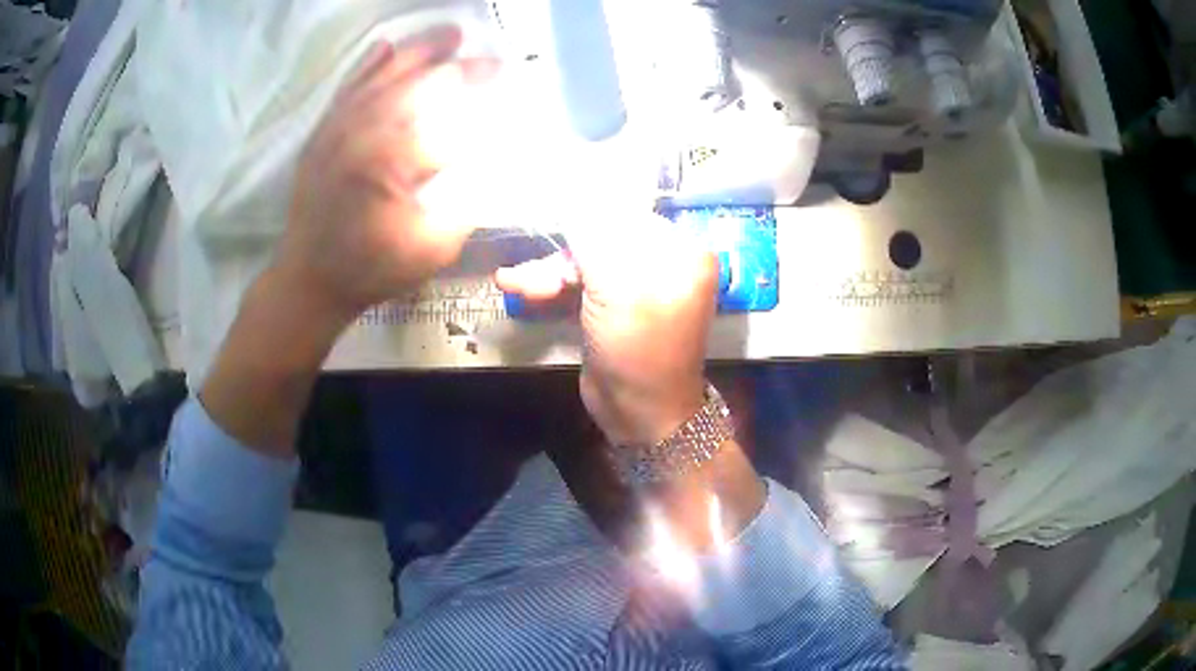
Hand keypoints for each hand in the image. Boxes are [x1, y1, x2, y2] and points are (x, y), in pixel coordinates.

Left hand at [271, 27, 495, 327]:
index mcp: (392, 163)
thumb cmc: (370, 269)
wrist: (309, 278)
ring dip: (420, 51)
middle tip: (492, 60)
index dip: (485, 108)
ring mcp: (338, 129)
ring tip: (451, 32)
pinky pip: (347, 87)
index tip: (510, 96)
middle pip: (419, 86)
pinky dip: (368, 64)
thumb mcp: (431, 250)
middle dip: (460, 68)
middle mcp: (363, 134)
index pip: (450, 121)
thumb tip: (494, 169)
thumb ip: (467, 206)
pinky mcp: (322, 133)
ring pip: (383, 76)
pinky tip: (386, 46)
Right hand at [496, 214, 717, 446]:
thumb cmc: (638, 349)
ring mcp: (636, 286)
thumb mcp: (615, 287)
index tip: (544, 202)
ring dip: (549, 271)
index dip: (584, 211)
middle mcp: (663, 262)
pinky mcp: (612, 307)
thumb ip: (591, 236)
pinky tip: (518, 286)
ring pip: (585, 262)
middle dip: (563, 251)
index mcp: (680, 251)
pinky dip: (551, 286)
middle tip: (531, 256)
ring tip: (514, 282)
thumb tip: (568, 193)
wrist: (639, 416)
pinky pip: (580, 284)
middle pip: (602, 237)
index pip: (627, 213)